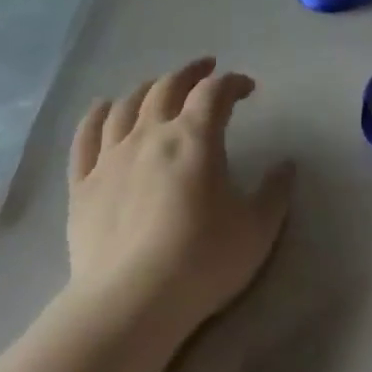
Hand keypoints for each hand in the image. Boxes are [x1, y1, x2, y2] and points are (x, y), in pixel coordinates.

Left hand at [66, 59, 292, 341]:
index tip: (247, 88)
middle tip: (205, 70)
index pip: (214, 93)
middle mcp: (149, 135)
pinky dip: (96, 115)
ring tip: (158, 88)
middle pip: (168, 87)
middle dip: (190, 73)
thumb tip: (287, 165)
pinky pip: (86, 137)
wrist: (131, 301)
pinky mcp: (83, 184)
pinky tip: (102, 108)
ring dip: (147, 89)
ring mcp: (111, 157)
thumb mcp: (257, 229)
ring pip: (126, 105)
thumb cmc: (202, 260)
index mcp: (194, 138)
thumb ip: (275, 192)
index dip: (233, 83)